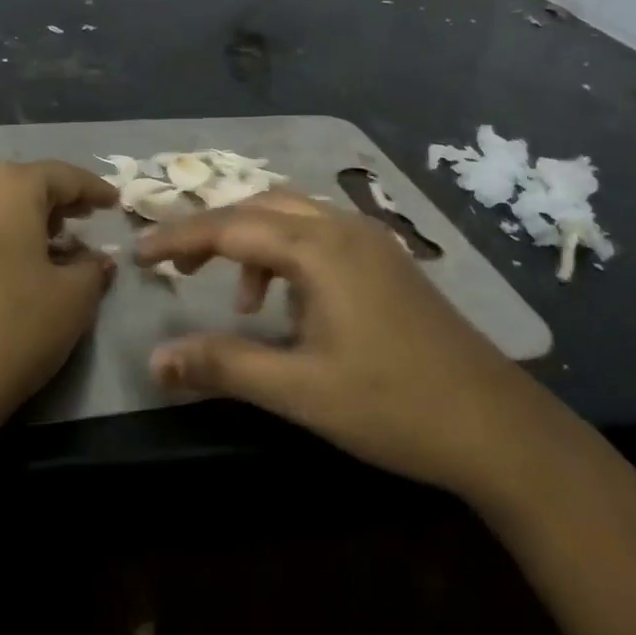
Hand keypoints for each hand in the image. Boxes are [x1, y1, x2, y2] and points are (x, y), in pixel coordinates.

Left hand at [0, 161, 117, 447]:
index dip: (92, 188)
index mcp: (9, 188)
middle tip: (79, 220)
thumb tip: (96, 259)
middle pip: (19, 183)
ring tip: (43, 244)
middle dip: (53, 200)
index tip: (113, 203)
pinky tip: (2, 267)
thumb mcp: (73, 301)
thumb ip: (92, 269)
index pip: (61, 174)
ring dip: (18, 217)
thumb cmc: (10, 331)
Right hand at [138, 194, 532, 498]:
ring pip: (293, 217)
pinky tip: (293, 307)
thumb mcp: (299, 391)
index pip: (231, 228)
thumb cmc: (393, 406)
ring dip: (254, 244)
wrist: (496, 426)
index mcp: (319, 248)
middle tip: (176, 268)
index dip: (179, 240)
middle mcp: (343, 227)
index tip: (139, 254)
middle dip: (213, 232)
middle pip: (260, 208)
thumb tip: (156, 358)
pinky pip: (320, 236)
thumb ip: (224, 366)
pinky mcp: (387, 260)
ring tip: (241, 302)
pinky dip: (288, 256)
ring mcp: (371, 240)